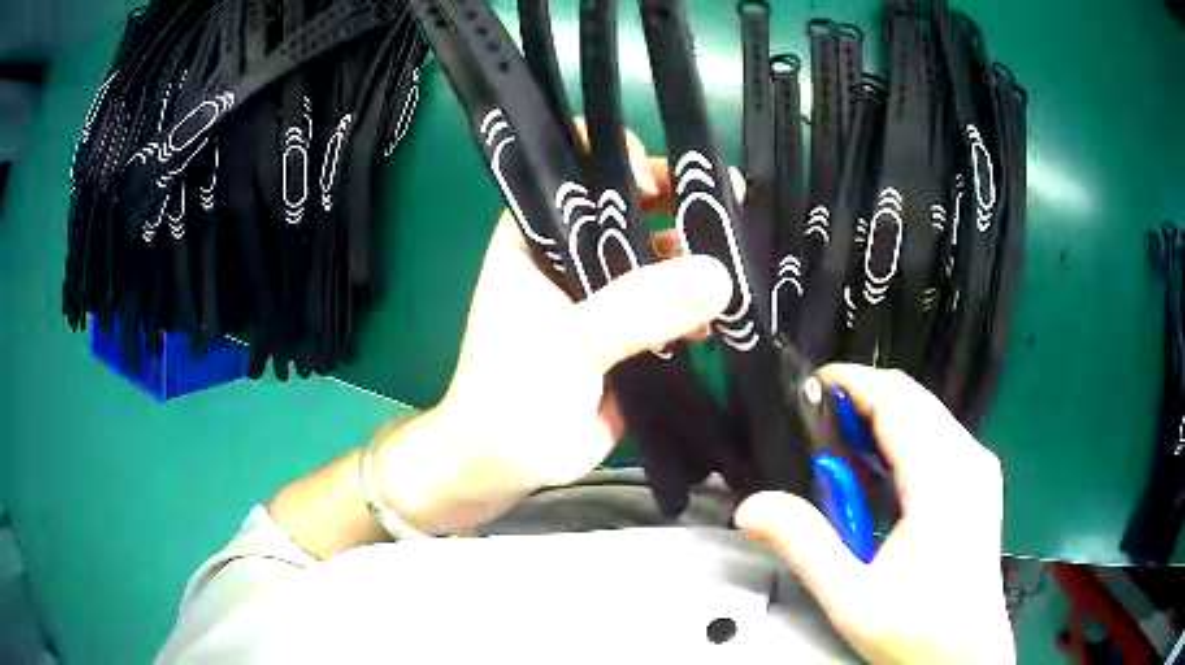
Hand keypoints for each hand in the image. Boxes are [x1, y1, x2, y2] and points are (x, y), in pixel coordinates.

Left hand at [373, 134, 738, 535]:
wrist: (507, 463)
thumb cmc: (511, 393)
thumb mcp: (567, 344)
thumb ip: (637, 308)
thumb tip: (719, 274)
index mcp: (535, 237)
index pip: (574, 174)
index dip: (613, 159)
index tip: (656, 177)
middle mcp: (569, 254)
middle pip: (626, 208)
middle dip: (674, 200)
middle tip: (725, 196)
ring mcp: (603, 293)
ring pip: (655, 255)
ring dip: (695, 255)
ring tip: (740, 253)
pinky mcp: (629, 332)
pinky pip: (671, 305)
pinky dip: (699, 306)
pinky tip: (727, 313)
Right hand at [735, 365, 1013, 664]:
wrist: (965, 654)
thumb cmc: (916, 630)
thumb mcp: (851, 598)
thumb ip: (804, 545)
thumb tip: (753, 506)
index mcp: (942, 479)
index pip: (896, 399)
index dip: (851, 382)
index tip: (809, 387)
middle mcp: (968, 459)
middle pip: (913, 398)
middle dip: (862, 400)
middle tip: (816, 429)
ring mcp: (979, 468)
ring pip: (927, 414)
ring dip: (882, 420)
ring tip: (842, 455)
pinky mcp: (980, 480)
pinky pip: (939, 435)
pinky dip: (903, 439)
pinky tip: (880, 476)